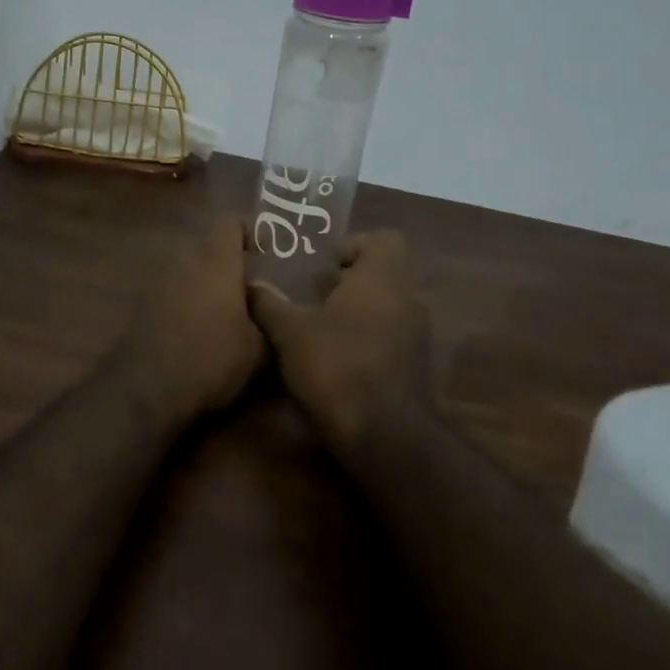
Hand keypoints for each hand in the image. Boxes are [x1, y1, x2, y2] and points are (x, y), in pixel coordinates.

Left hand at [118, 217, 266, 425]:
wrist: (145, 388)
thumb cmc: (210, 360)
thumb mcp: (257, 349)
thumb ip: (268, 320)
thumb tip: (268, 308)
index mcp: (215, 261)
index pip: (231, 222)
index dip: (251, 231)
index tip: (267, 252)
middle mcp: (184, 261)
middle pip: (209, 246)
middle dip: (231, 261)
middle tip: (252, 288)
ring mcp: (158, 282)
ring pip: (190, 269)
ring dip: (208, 283)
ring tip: (228, 312)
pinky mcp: (142, 305)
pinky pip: (173, 290)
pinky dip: (189, 301)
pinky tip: (201, 330)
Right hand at [248, 230, 433, 454]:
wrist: (383, 431)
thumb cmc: (336, 364)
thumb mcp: (290, 332)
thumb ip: (270, 304)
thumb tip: (252, 285)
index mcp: (381, 277)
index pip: (384, 238)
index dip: (355, 244)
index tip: (327, 265)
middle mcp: (407, 297)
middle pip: (385, 273)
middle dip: (352, 281)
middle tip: (316, 295)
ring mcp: (417, 333)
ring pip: (390, 306)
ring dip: (361, 311)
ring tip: (324, 328)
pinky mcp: (417, 364)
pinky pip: (394, 335)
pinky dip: (371, 338)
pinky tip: (340, 359)